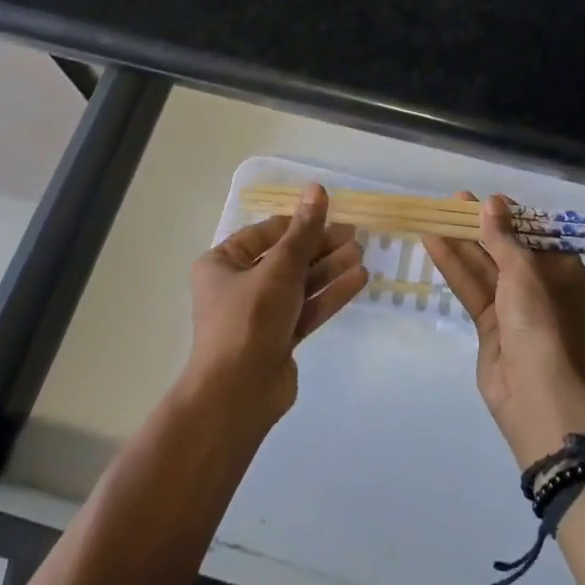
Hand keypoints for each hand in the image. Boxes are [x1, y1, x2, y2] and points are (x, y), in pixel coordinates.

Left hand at [185, 183, 367, 429]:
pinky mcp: (279, 339)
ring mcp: (259, 315)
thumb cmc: (249, 319)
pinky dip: (330, 294)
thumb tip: (317, 189)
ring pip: (300, 283)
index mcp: (222, 263)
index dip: (299, 223)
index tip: (331, 216)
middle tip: (355, 235)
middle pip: (286, 258)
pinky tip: (359, 280)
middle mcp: (238, 286)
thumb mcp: (279, 268)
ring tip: (362, 253)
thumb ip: (304, 231)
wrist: (238, 395)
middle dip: (320, 247)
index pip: (266, 233)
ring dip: (329, 268)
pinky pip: (307, 308)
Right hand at [422, 193, 584, 467]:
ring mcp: (517, 311)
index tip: (489, 201)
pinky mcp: (492, 328)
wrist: (536, 394)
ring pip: (487, 270)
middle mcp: (545, 291)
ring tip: (437, 215)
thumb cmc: (544, 322)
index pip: (541, 238)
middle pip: (511, 251)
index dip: (515, 217)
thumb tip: (491, 202)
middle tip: (455, 202)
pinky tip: (433, 244)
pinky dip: (455, 268)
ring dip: (463, 244)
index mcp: (569, 276)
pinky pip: (473, 290)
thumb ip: (504, 237)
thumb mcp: (526, 271)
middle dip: (483, 227)